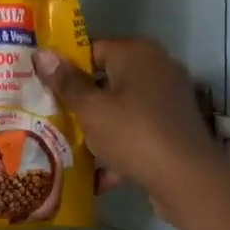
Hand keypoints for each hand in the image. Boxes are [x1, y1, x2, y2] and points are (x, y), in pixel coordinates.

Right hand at [32, 40, 223, 218]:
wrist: (188, 179)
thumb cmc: (133, 134)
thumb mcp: (91, 109)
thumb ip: (65, 82)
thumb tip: (41, 53)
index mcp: (136, 53)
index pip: (90, 49)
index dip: (64, 69)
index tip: (42, 89)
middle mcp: (156, 67)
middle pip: (105, 79)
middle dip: (79, 101)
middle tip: (49, 117)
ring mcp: (168, 97)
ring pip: (120, 106)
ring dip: (97, 126)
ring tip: (67, 145)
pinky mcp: (173, 125)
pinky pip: (136, 128)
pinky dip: (119, 145)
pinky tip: (97, 172)